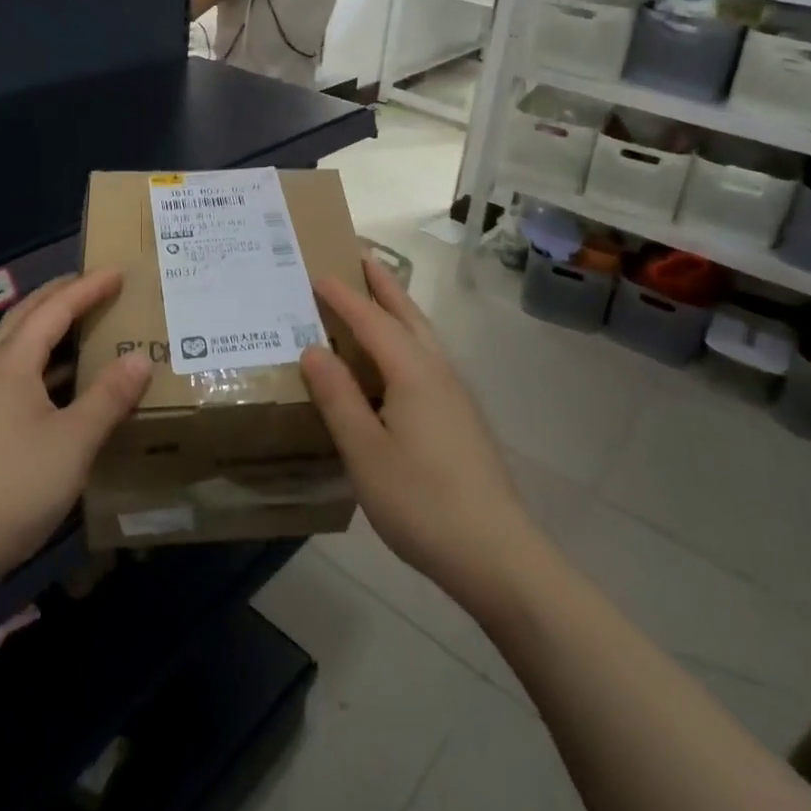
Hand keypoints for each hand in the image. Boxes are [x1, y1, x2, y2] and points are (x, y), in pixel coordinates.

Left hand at [0, 271, 149, 596]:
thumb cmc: (12, 486)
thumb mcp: (73, 441)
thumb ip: (108, 397)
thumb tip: (140, 357)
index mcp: (12, 364)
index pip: (54, 310)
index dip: (87, 288)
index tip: (118, 272)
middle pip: (26, 318)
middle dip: (60, 296)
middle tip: (94, 284)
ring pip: (20, 350)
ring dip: (51, 331)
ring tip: (85, 326)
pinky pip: (20, 380)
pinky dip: (47, 368)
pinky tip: (66, 388)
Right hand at [300, 259, 539, 615]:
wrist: (498, 555)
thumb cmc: (422, 502)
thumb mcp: (365, 451)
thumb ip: (338, 397)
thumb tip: (312, 349)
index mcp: (412, 372)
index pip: (370, 320)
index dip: (342, 296)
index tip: (316, 272)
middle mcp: (438, 371)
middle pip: (406, 314)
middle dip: (382, 283)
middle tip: (359, 255)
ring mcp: (455, 395)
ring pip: (422, 335)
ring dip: (398, 307)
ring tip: (376, 295)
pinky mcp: (461, 418)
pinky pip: (427, 357)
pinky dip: (406, 338)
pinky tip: (396, 362)